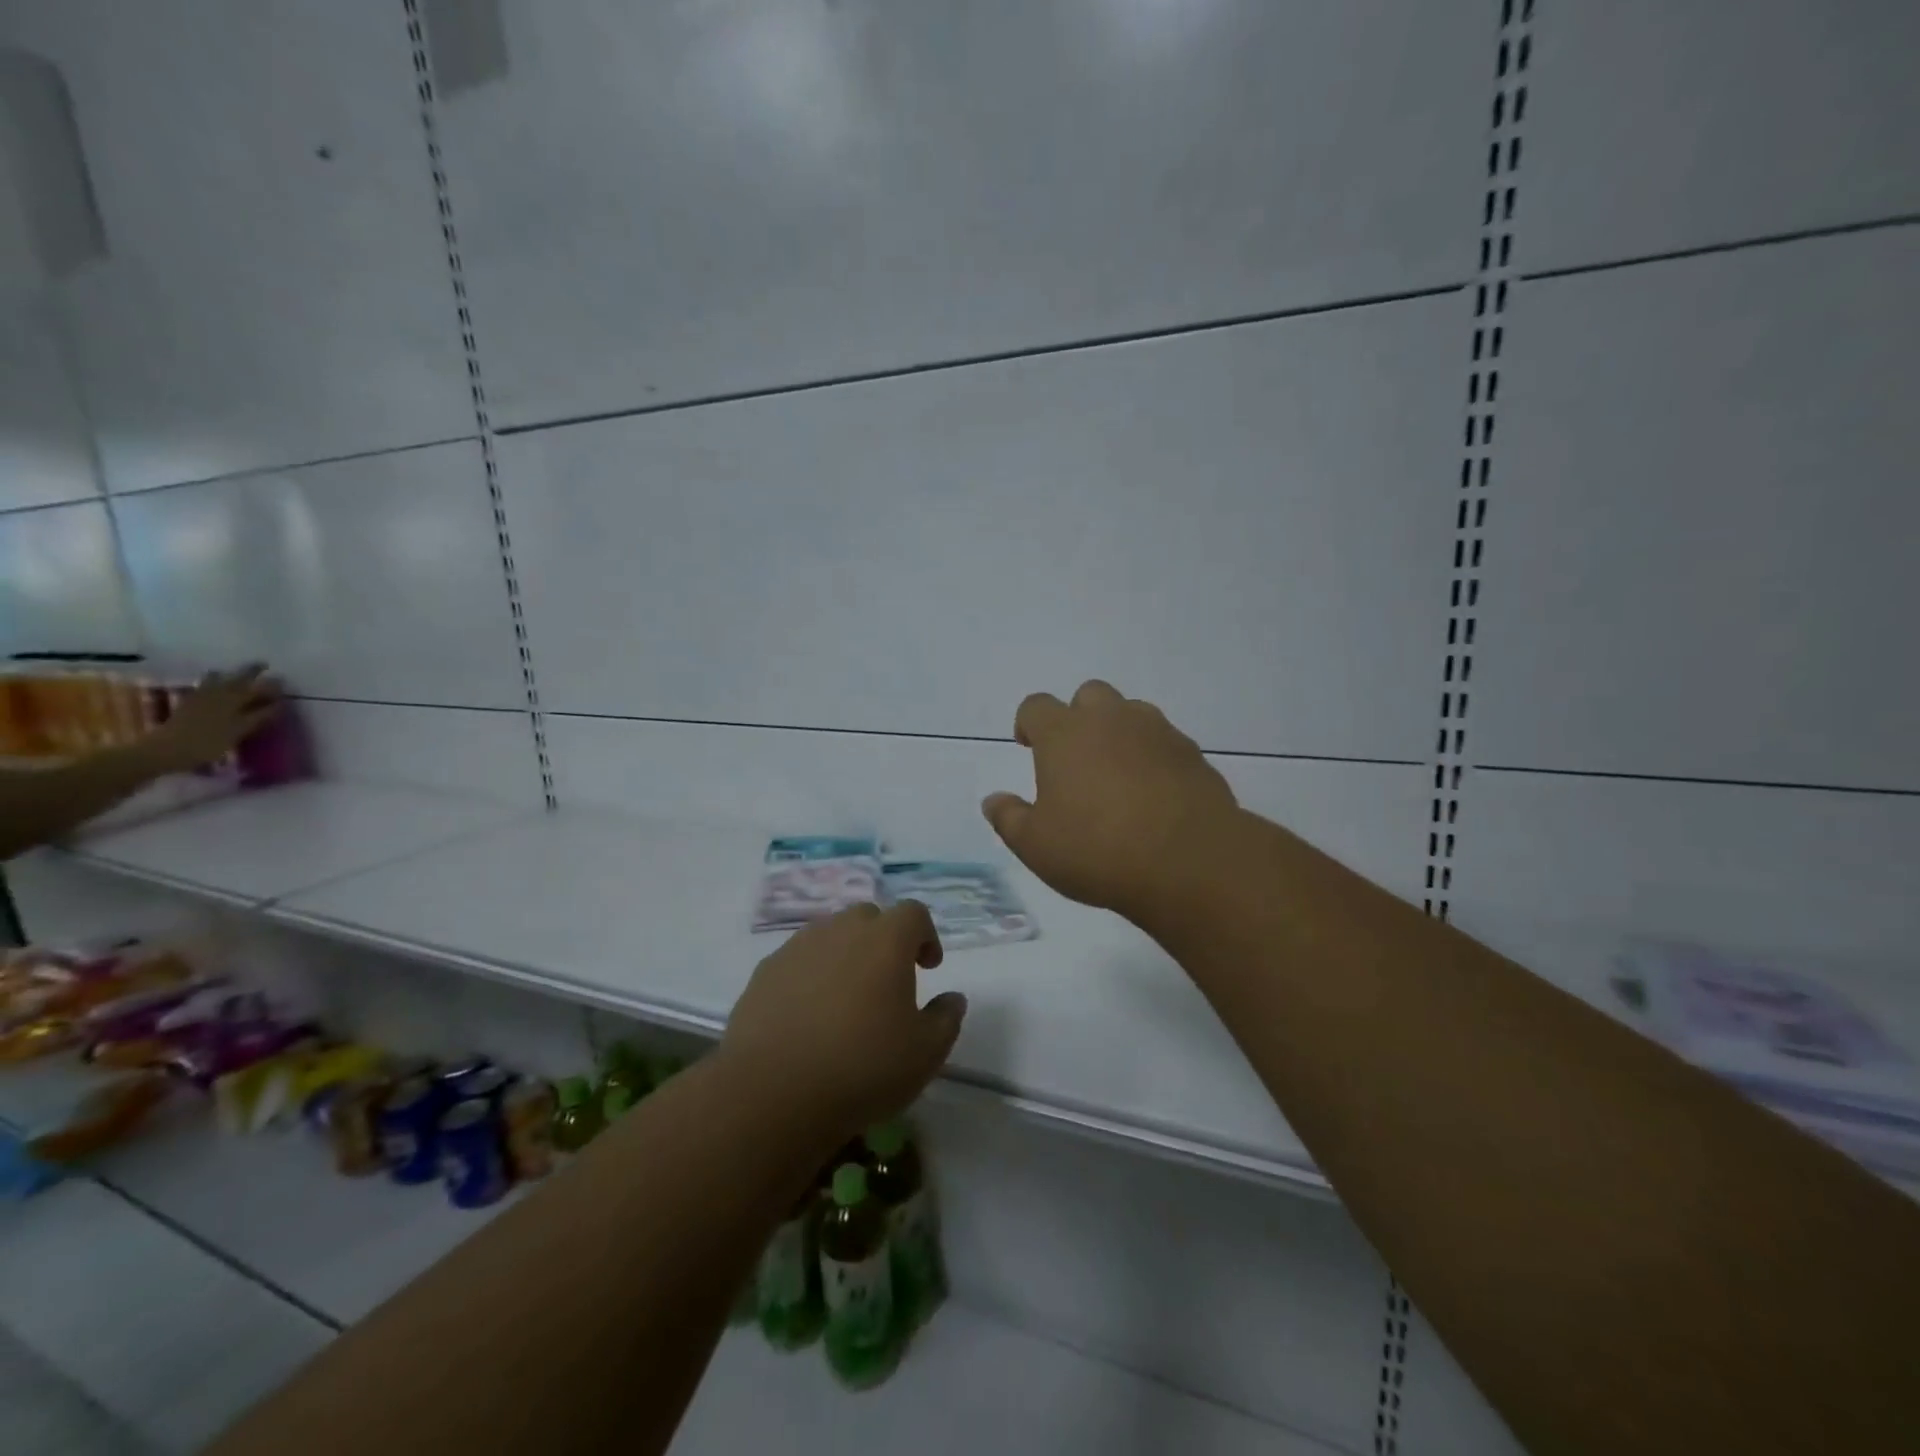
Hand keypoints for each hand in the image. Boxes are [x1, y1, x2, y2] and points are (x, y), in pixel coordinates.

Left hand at [146, 664, 281, 772]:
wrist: (165, 749)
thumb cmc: (208, 743)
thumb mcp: (239, 731)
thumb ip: (259, 716)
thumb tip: (278, 704)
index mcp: (234, 700)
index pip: (258, 690)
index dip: (272, 687)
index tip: (284, 683)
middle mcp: (218, 694)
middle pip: (238, 680)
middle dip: (251, 672)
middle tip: (263, 664)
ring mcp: (200, 698)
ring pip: (217, 680)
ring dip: (228, 675)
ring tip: (235, 671)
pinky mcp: (188, 704)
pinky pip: (204, 686)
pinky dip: (211, 682)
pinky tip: (213, 683)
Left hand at [719, 903, 965, 1139]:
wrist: (771, 1093)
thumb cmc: (861, 1068)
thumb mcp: (925, 1053)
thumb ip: (946, 1018)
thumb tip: (952, 998)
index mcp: (885, 940)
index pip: (913, 913)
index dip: (926, 935)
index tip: (928, 967)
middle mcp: (841, 930)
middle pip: (869, 918)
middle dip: (884, 940)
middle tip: (888, 981)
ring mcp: (798, 947)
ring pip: (830, 935)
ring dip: (846, 955)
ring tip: (847, 999)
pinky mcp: (765, 971)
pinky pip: (798, 960)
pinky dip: (811, 975)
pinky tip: (809, 1015)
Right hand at [982, 680, 1238, 916]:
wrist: (1189, 861)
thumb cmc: (1098, 850)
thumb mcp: (1036, 845)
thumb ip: (1009, 818)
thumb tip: (993, 801)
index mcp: (1065, 734)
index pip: (1036, 706)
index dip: (1028, 723)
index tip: (1028, 747)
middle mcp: (1110, 719)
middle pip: (1088, 695)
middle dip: (1078, 718)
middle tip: (1076, 759)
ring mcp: (1157, 732)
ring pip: (1132, 713)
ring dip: (1118, 732)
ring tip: (1117, 775)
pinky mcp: (1192, 753)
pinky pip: (1165, 741)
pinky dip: (1153, 756)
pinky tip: (1154, 794)